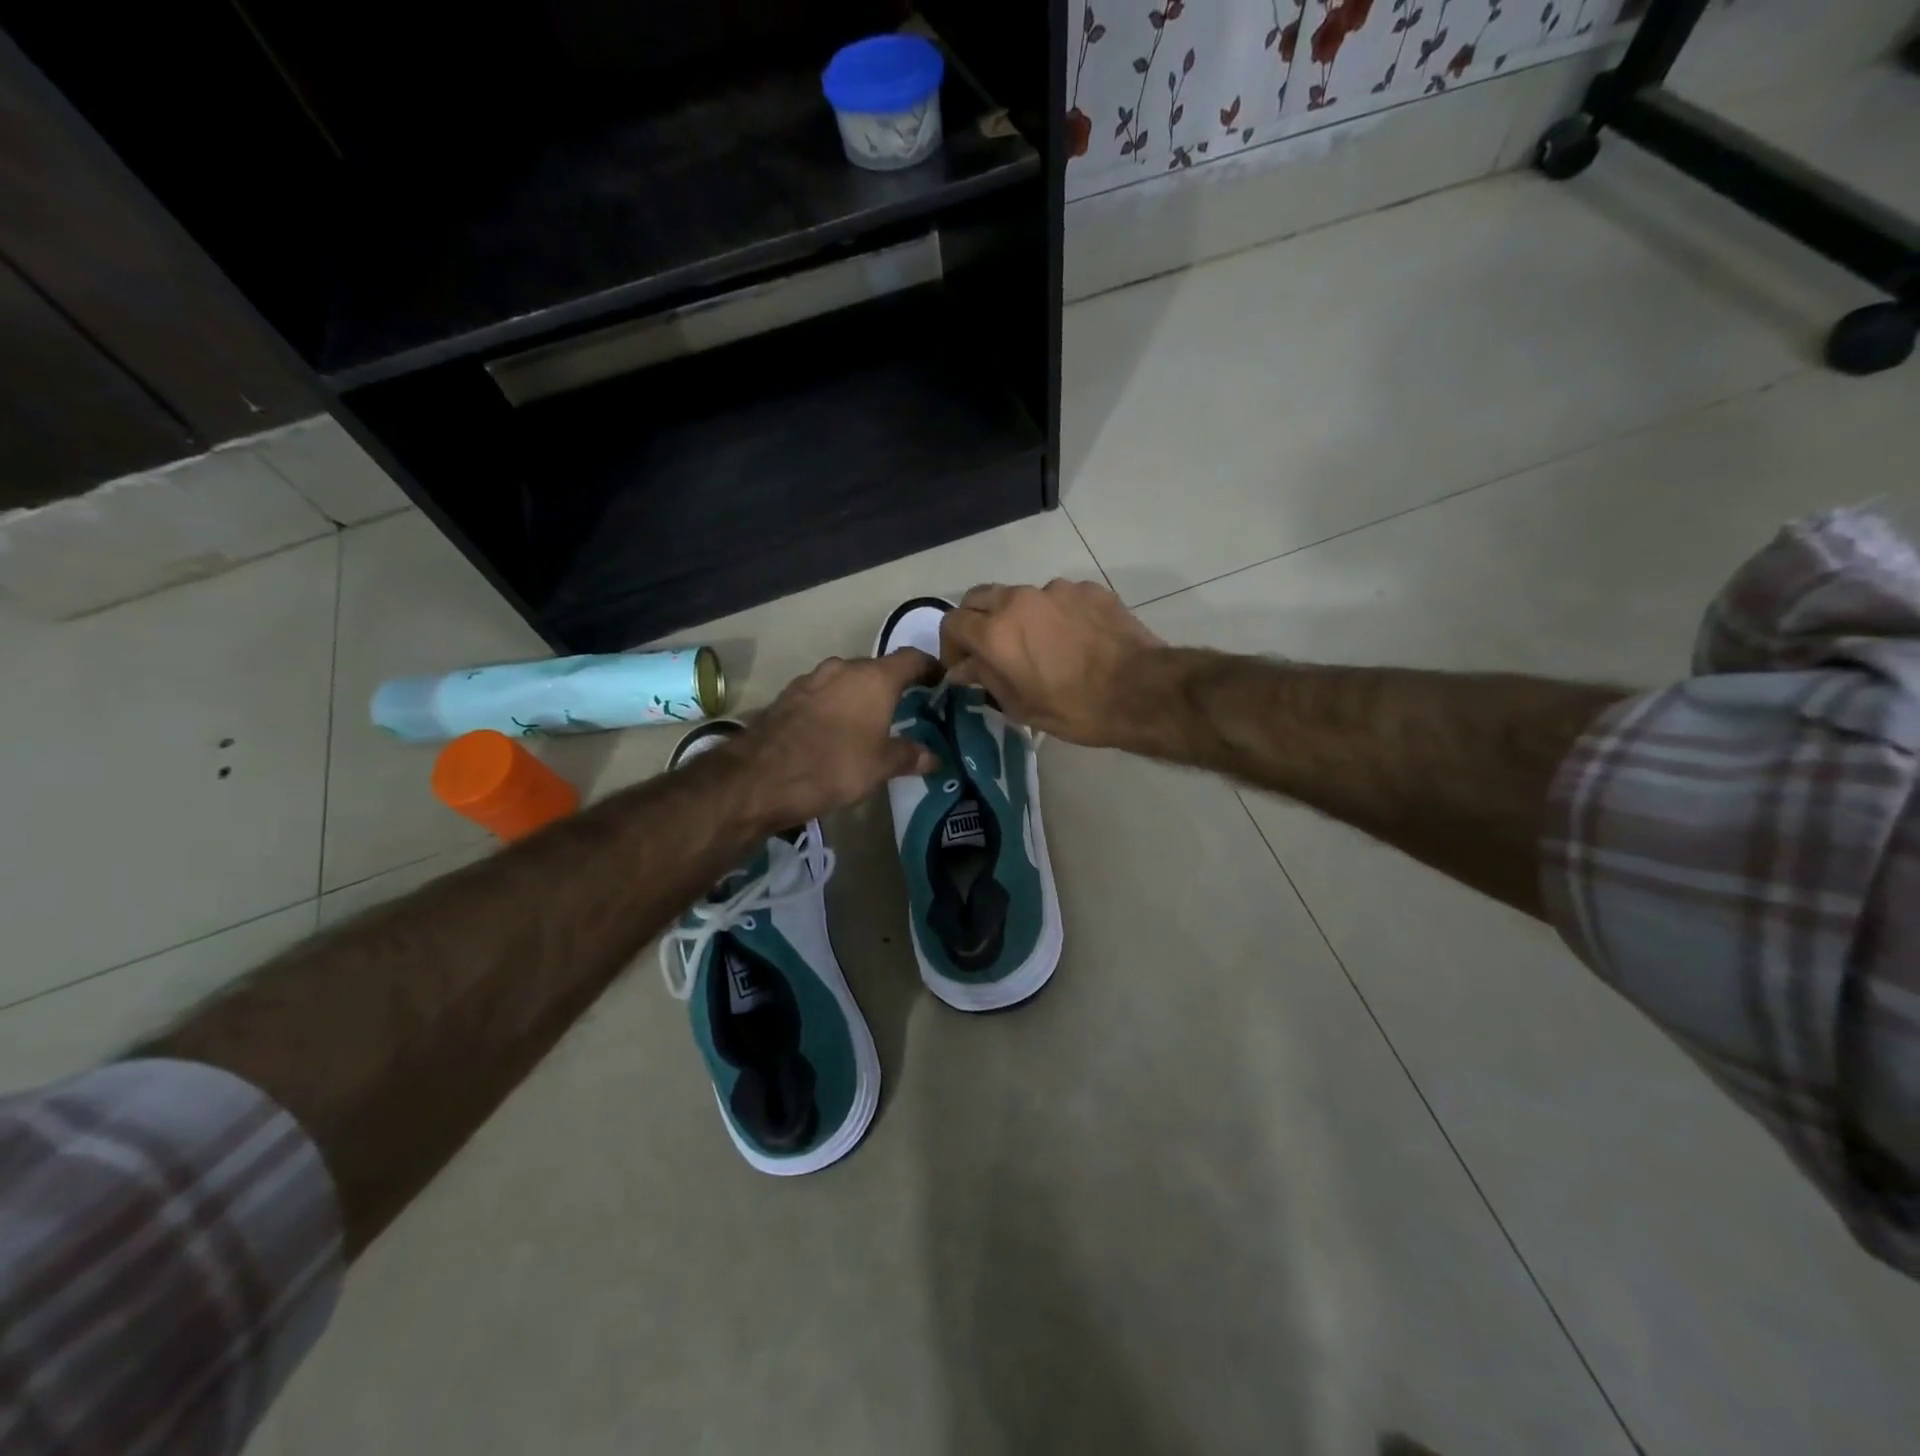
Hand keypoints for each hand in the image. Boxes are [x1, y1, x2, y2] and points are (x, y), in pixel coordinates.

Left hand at [738, 650, 941, 824]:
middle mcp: (843, 668)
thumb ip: (908, 756)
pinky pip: (821, 694)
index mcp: (874, 678)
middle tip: (905, 707)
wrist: (761, 776)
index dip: (929, 667)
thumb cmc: (833, 766)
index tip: (939, 680)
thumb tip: (933, 757)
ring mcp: (811, 679)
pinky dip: (833, 705)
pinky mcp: (787, 695)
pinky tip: (833, 729)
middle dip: (891, 685)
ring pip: (845, 680)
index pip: (911, 659)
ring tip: (867, 721)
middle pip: (876, 668)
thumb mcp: (879, 767)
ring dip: (859, 695)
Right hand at [940, 579, 1165, 747]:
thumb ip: (985, 679)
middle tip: (989, 649)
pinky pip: (1059, 598)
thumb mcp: (1020, 706)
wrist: (1141, 691)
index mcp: (995, 632)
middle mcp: (1019, 600)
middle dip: (976, 621)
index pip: (952, 622)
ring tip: (1040, 646)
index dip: (950, 645)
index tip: (962, 665)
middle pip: (979, 597)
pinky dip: (1055, 615)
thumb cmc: (1075, 709)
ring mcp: (1056, 590)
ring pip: (1021, 596)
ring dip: (1018, 617)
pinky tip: (1074, 640)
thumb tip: (962, 668)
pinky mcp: (1088, 589)